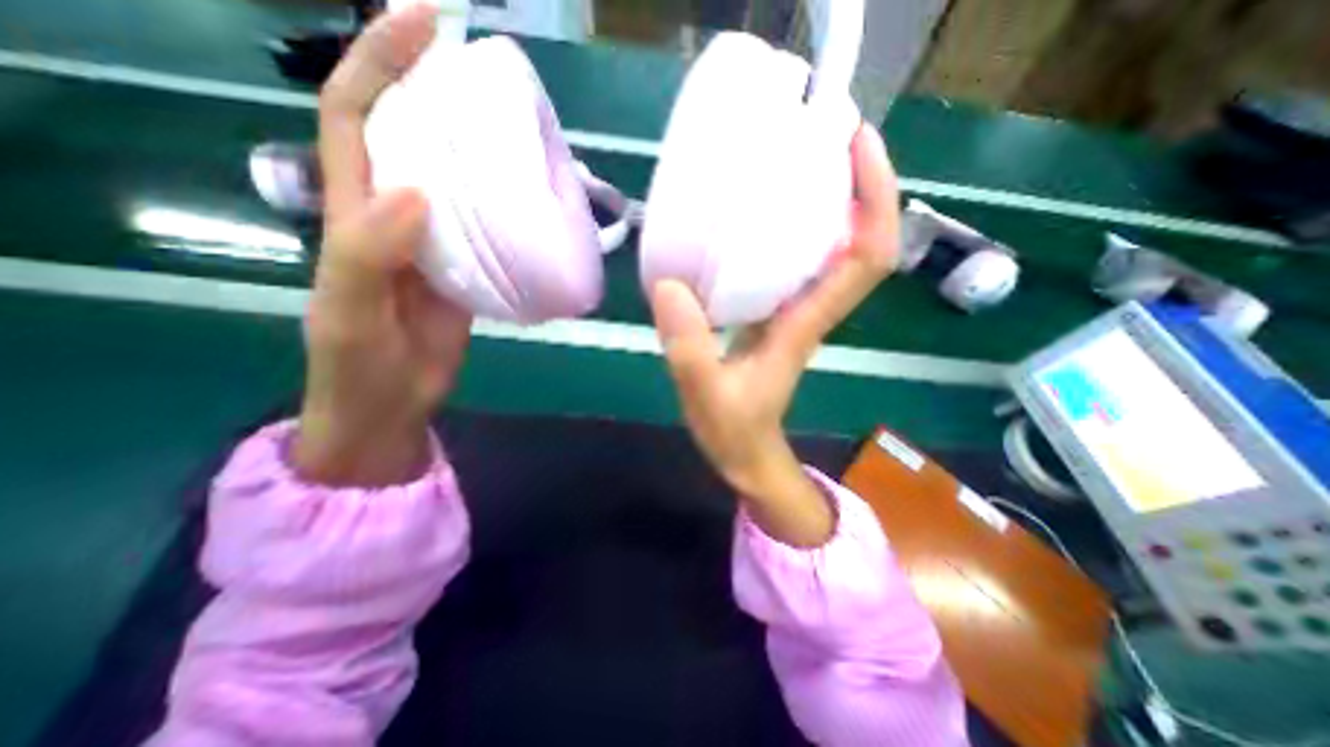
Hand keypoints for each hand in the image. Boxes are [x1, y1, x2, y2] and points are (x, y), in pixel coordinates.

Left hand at [295, 7, 472, 491]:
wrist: (394, 399)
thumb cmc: (359, 362)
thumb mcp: (350, 310)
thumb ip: (370, 252)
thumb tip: (417, 191)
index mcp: (354, 210)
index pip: (355, 115)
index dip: (380, 62)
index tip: (424, 22)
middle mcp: (396, 213)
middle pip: (411, 135)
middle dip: (438, 92)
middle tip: (489, 76)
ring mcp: (437, 240)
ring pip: (455, 179)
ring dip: (480, 148)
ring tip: (520, 130)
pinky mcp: (468, 266)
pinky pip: (486, 224)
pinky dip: (505, 204)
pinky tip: (529, 197)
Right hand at [651, 122, 896, 549]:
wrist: (747, 454)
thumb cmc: (734, 431)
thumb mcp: (707, 394)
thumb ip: (689, 348)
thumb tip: (669, 285)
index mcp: (805, 324)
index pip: (865, 257)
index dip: (874, 200)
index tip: (857, 147)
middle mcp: (810, 309)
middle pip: (858, 240)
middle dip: (857, 183)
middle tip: (824, 134)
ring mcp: (793, 311)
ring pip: (829, 248)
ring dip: (826, 201)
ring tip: (795, 159)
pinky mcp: (773, 315)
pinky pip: (794, 262)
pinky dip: (790, 230)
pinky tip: (757, 215)